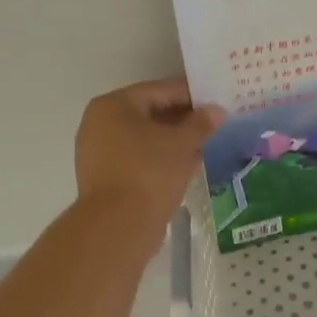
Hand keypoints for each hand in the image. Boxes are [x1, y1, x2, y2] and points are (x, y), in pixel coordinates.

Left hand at [75, 78, 223, 231]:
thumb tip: (216, 111)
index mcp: (113, 105)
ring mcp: (99, 152)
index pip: (160, 90)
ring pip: (145, 138)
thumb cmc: (149, 172)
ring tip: (205, 145)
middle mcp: (100, 123)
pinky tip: (186, 166)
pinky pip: (139, 158)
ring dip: (174, 140)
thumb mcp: (182, 144)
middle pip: (150, 113)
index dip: (192, 94)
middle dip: (183, 119)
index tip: (217, 100)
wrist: (118, 226)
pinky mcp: (105, 177)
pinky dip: (161, 158)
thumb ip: (201, 123)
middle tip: (214, 124)